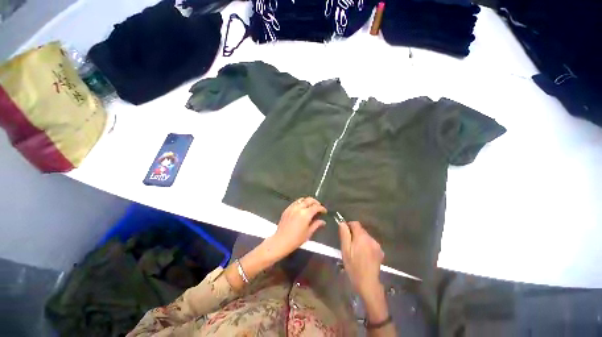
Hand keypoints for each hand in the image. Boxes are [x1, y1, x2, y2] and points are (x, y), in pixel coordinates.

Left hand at [271, 197, 326, 256]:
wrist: (281, 241)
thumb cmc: (296, 239)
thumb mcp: (308, 233)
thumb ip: (316, 225)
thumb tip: (323, 221)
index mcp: (305, 214)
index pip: (316, 207)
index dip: (322, 208)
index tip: (324, 211)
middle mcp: (299, 208)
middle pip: (309, 200)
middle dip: (316, 202)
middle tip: (318, 207)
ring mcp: (292, 208)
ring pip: (302, 199)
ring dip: (308, 201)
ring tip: (310, 206)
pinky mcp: (287, 209)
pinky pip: (295, 202)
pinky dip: (300, 203)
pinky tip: (301, 208)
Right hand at [338, 221, 384, 298]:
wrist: (368, 283)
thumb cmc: (353, 266)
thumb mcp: (345, 250)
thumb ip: (344, 234)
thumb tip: (342, 223)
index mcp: (362, 237)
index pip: (355, 223)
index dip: (349, 226)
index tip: (345, 233)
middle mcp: (371, 238)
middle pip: (361, 230)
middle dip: (354, 234)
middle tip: (349, 245)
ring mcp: (377, 245)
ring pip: (366, 236)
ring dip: (360, 240)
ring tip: (356, 251)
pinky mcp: (380, 252)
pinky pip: (371, 243)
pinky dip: (366, 245)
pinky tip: (364, 255)